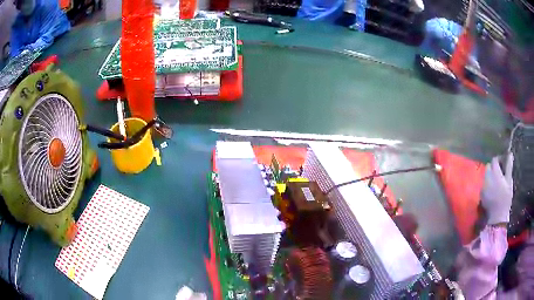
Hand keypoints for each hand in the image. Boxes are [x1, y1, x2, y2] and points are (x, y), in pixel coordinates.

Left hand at [481, 153, 513, 224]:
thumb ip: (509, 167)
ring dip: (490, 175)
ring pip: (486, 175)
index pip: (494, 160)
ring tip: (497, 181)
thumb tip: (510, 154)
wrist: (497, 216)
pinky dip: (488, 183)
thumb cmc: (505, 198)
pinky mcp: (481, 194)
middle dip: (494, 167)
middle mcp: (487, 177)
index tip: (503, 163)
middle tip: (500, 172)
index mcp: (495, 173)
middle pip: (489, 166)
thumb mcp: (509, 181)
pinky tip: (493, 189)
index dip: (499, 159)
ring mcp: (483, 186)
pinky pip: (484, 184)